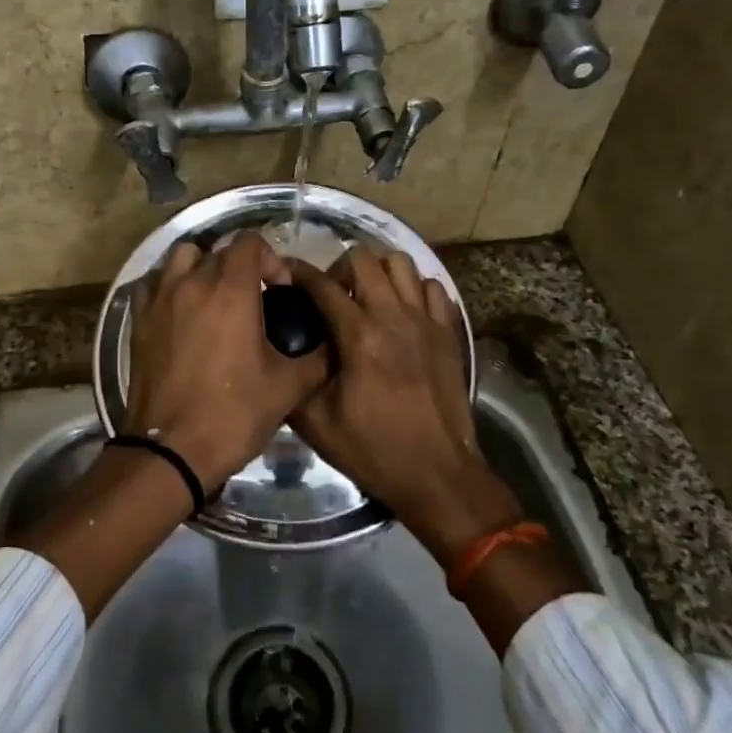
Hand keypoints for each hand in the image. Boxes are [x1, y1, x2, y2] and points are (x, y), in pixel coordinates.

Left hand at [124, 233, 329, 488]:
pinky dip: (169, 285)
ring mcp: (160, 300)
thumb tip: (333, 343)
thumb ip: (318, 358)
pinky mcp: (139, 320)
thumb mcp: (288, 387)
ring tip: (214, 297)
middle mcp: (192, 283)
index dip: (270, 259)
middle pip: (218, 250)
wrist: (172, 450)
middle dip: (240, 266)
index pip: (249, 242)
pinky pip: (153, 283)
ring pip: (181, 257)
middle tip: (254, 300)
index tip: (279, 291)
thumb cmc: (234, 414)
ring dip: (201, 267)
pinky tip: (181, 310)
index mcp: (231, 290)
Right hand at [289, 250, 522, 565]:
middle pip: (364, 259)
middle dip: (340, 268)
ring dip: (379, 271)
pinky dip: (415, 289)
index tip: (286, 270)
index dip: (299, 271)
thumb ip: (296, 379)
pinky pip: (433, 287)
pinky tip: (403, 310)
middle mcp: (394, 316)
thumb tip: (281, 350)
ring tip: (368, 295)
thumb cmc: (374, 450)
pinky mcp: (450, 332)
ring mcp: (427, 321)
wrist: (437, 473)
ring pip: (402, 263)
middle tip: (332, 293)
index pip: (323, 285)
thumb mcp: (317, 424)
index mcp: (359, 336)